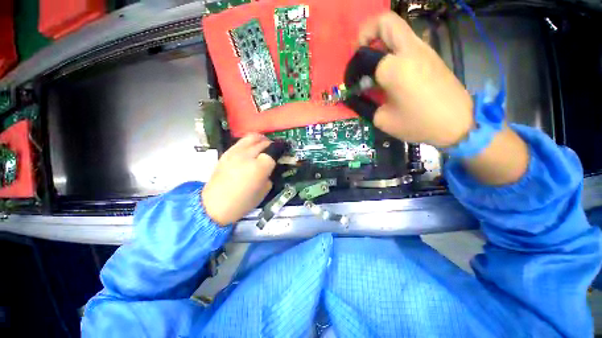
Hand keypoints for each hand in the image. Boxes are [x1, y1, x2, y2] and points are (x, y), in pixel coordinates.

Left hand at [201, 134, 275, 225]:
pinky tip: (250, 150)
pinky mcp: (226, 153)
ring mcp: (235, 152)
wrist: (214, 205)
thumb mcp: (263, 192)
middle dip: (271, 145)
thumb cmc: (242, 202)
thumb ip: (269, 176)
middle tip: (273, 150)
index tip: (280, 157)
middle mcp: (248, 155)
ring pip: (252, 137)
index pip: (273, 153)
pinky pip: (241, 142)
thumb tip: (269, 169)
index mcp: (260, 167)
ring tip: (263, 145)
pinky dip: (249, 143)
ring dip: (260, 139)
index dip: (278, 154)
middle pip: (263, 142)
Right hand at [357, 12, 473, 147]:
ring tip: (374, 66)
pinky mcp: (431, 55)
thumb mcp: (382, 120)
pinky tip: (390, 72)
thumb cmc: (417, 123)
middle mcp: (409, 50)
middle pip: (384, 22)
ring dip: (380, 42)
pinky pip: (407, 42)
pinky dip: (393, 50)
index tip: (353, 84)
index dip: (352, 70)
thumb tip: (355, 96)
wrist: (457, 123)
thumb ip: (364, 105)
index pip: (363, 57)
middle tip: (361, 55)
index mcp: (394, 67)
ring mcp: (423, 49)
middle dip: (366, 34)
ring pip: (397, 29)